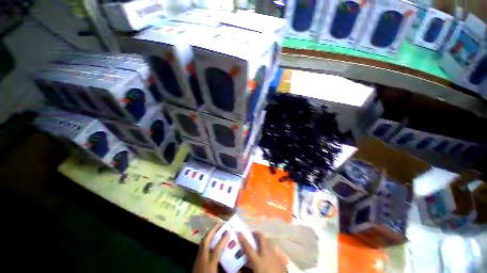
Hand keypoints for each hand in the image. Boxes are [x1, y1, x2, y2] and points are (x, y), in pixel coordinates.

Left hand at [193, 222, 229, 272]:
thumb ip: (227, 269)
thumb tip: (237, 267)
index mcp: (209, 266)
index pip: (216, 250)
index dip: (222, 241)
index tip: (228, 232)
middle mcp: (202, 261)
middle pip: (205, 242)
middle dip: (212, 231)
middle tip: (219, 223)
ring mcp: (197, 260)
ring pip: (202, 244)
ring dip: (209, 235)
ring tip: (215, 229)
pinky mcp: (196, 262)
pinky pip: (201, 248)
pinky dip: (206, 241)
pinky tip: (211, 241)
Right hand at [237, 231, 286, 272]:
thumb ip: (246, 271)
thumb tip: (239, 269)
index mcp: (258, 261)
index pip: (248, 248)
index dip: (243, 239)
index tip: (240, 232)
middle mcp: (266, 255)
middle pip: (262, 239)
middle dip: (257, 233)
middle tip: (253, 233)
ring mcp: (275, 256)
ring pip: (270, 241)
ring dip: (265, 239)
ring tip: (262, 241)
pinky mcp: (281, 259)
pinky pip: (275, 250)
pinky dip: (271, 248)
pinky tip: (270, 253)